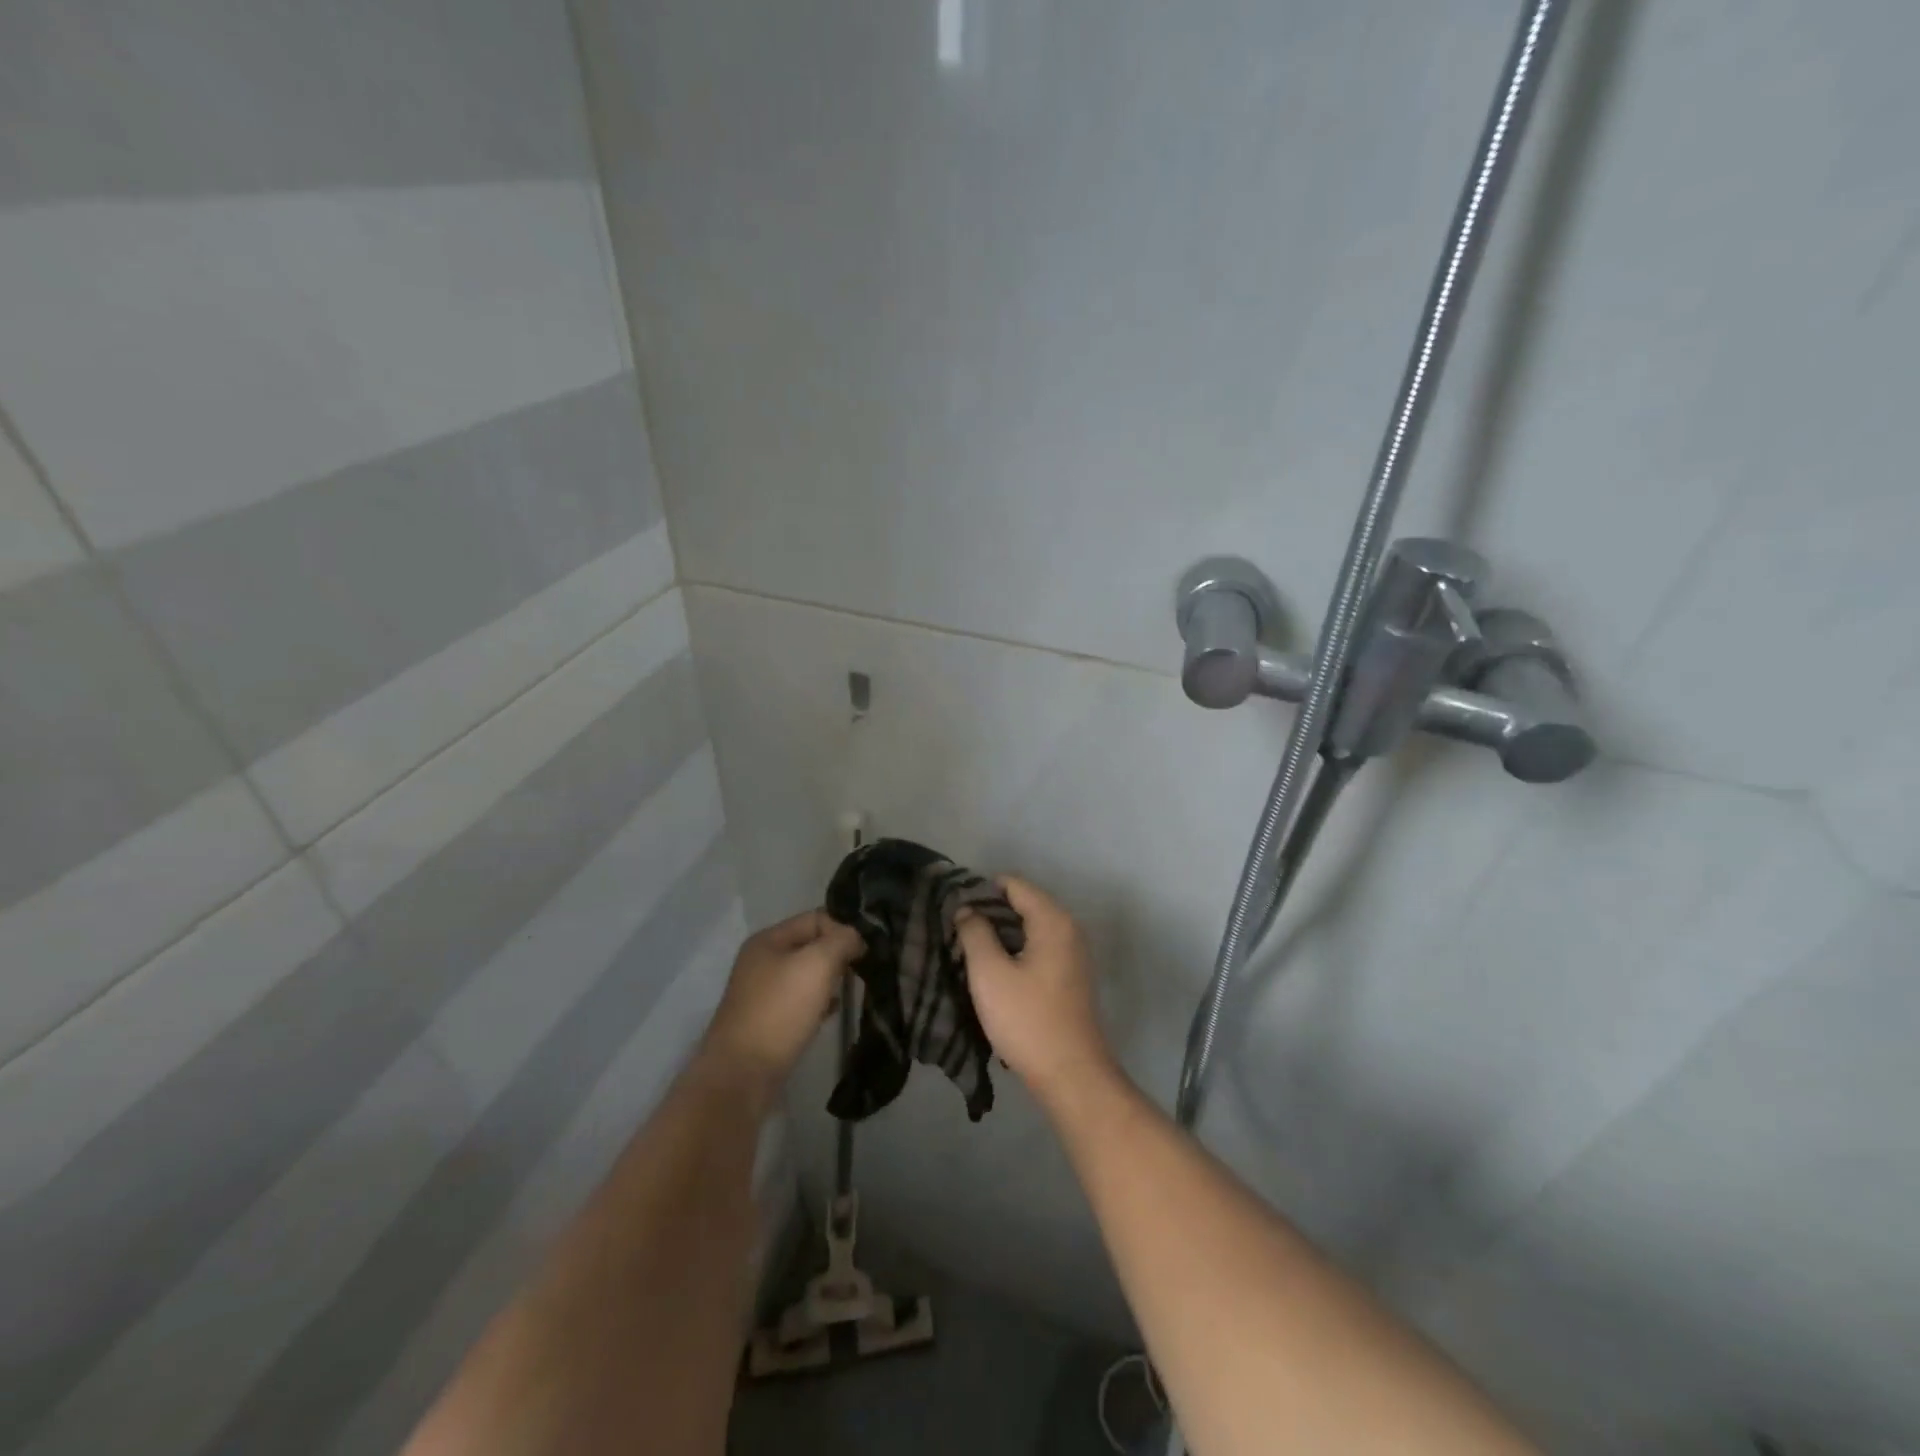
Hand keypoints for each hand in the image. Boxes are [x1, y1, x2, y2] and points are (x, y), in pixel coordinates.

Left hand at [701, 910, 862, 1098]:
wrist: (742, 1075)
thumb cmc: (780, 1011)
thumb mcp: (816, 964)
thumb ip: (841, 941)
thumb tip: (856, 938)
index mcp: (769, 939)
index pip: (816, 918)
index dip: (843, 929)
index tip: (865, 952)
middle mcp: (762, 960)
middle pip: (811, 945)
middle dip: (838, 955)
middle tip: (861, 971)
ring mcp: (762, 992)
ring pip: (807, 974)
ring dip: (830, 980)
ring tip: (850, 992)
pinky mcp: (767, 1020)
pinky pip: (800, 1001)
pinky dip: (819, 1003)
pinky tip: (831, 1013)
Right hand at [955, 877, 1117, 1108]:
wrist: (1072, 1075)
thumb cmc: (1027, 1020)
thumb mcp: (989, 974)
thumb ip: (975, 932)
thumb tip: (967, 909)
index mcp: (1053, 920)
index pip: (1014, 884)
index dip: (981, 890)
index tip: (953, 907)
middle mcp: (1069, 929)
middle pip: (1024, 903)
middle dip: (990, 912)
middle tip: (956, 928)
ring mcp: (1074, 954)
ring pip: (1031, 928)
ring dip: (1001, 934)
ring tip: (968, 948)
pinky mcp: (1071, 977)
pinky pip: (1039, 948)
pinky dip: (1016, 950)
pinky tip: (994, 969)